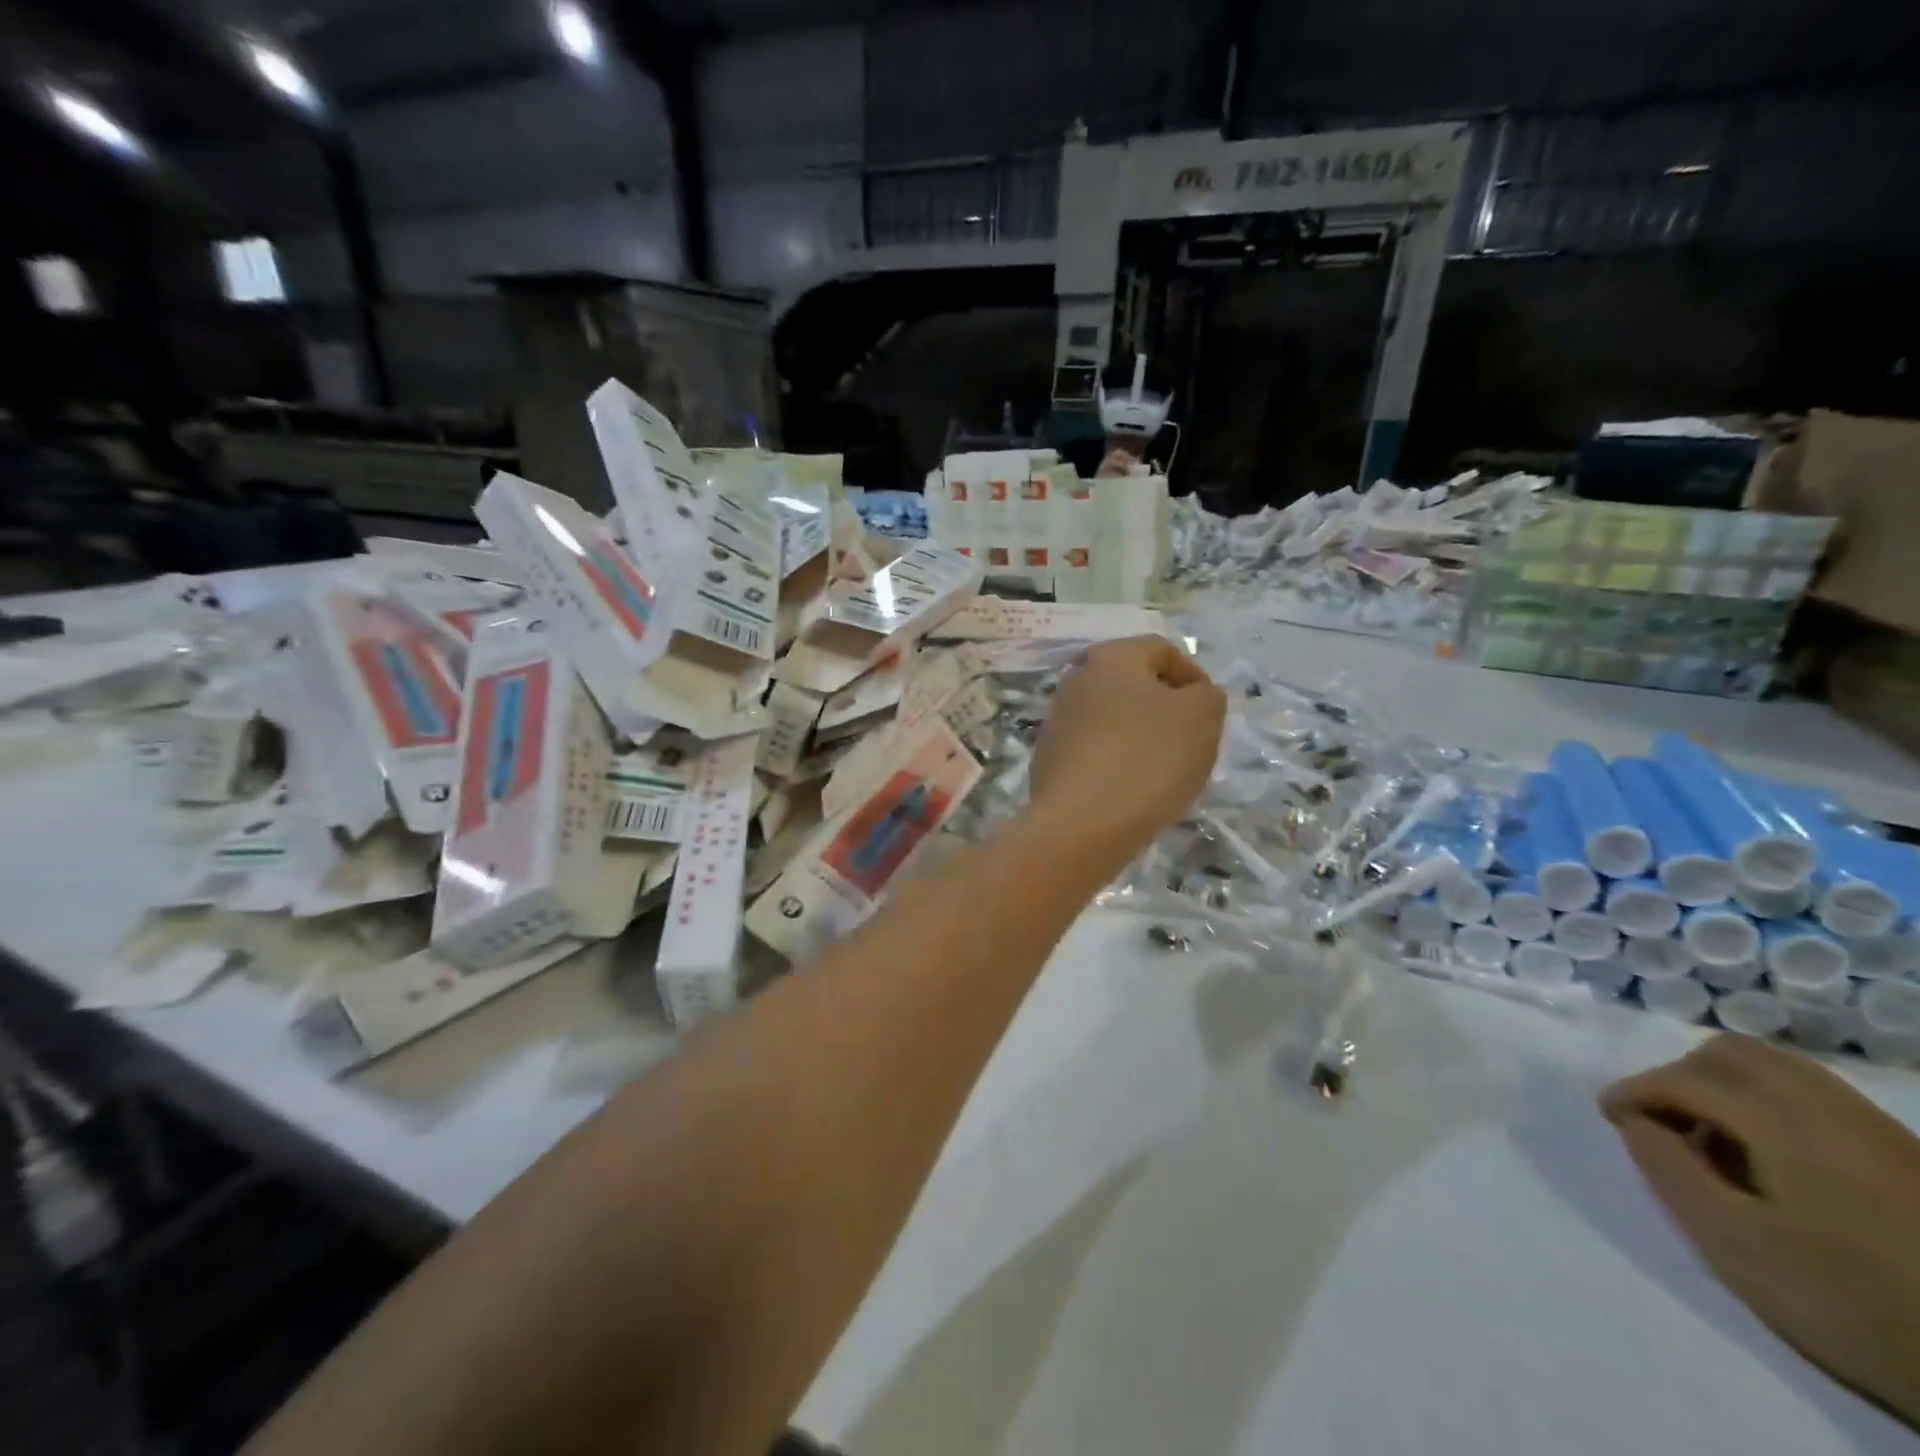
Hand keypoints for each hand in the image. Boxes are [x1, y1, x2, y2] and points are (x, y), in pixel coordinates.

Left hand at [1027, 637, 1224, 864]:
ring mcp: (1057, 719)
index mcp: (1111, 656)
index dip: (1193, 678)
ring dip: (1139, 736)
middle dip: (1165, 709)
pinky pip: (1094, 750)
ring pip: (1113, 718)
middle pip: (1133, 684)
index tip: (1210, 716)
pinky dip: (1116, 761)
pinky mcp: (1048, 758)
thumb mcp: (1202, 717)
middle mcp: (1076, 678)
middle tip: (1189, 744)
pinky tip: (1130, 790)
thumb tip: (1192, 694)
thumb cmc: (1148, 759)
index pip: (1163, 650)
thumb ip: (1207, 695)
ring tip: (1162, 772)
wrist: (1081, 824)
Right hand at [1601, 1034, 1919, 1424]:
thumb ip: (1667, 1170)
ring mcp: (1875, 1127)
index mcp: (1780, 1119)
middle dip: (1680, 1077)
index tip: (1609, 1118)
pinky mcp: (1905, 1153)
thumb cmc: (1848, 1298)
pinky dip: (1770, 1102)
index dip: (1633, 1091)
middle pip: (1732, 1054)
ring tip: (1715, 1139)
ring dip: (1725, 1086)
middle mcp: (1826, 1105)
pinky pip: (1815, 1095)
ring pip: (1777, 1068)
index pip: (1682, 1078)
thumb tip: (1637, 1124)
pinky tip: (1772, 1154)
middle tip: (1662, 1122)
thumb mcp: (1733, 1242)